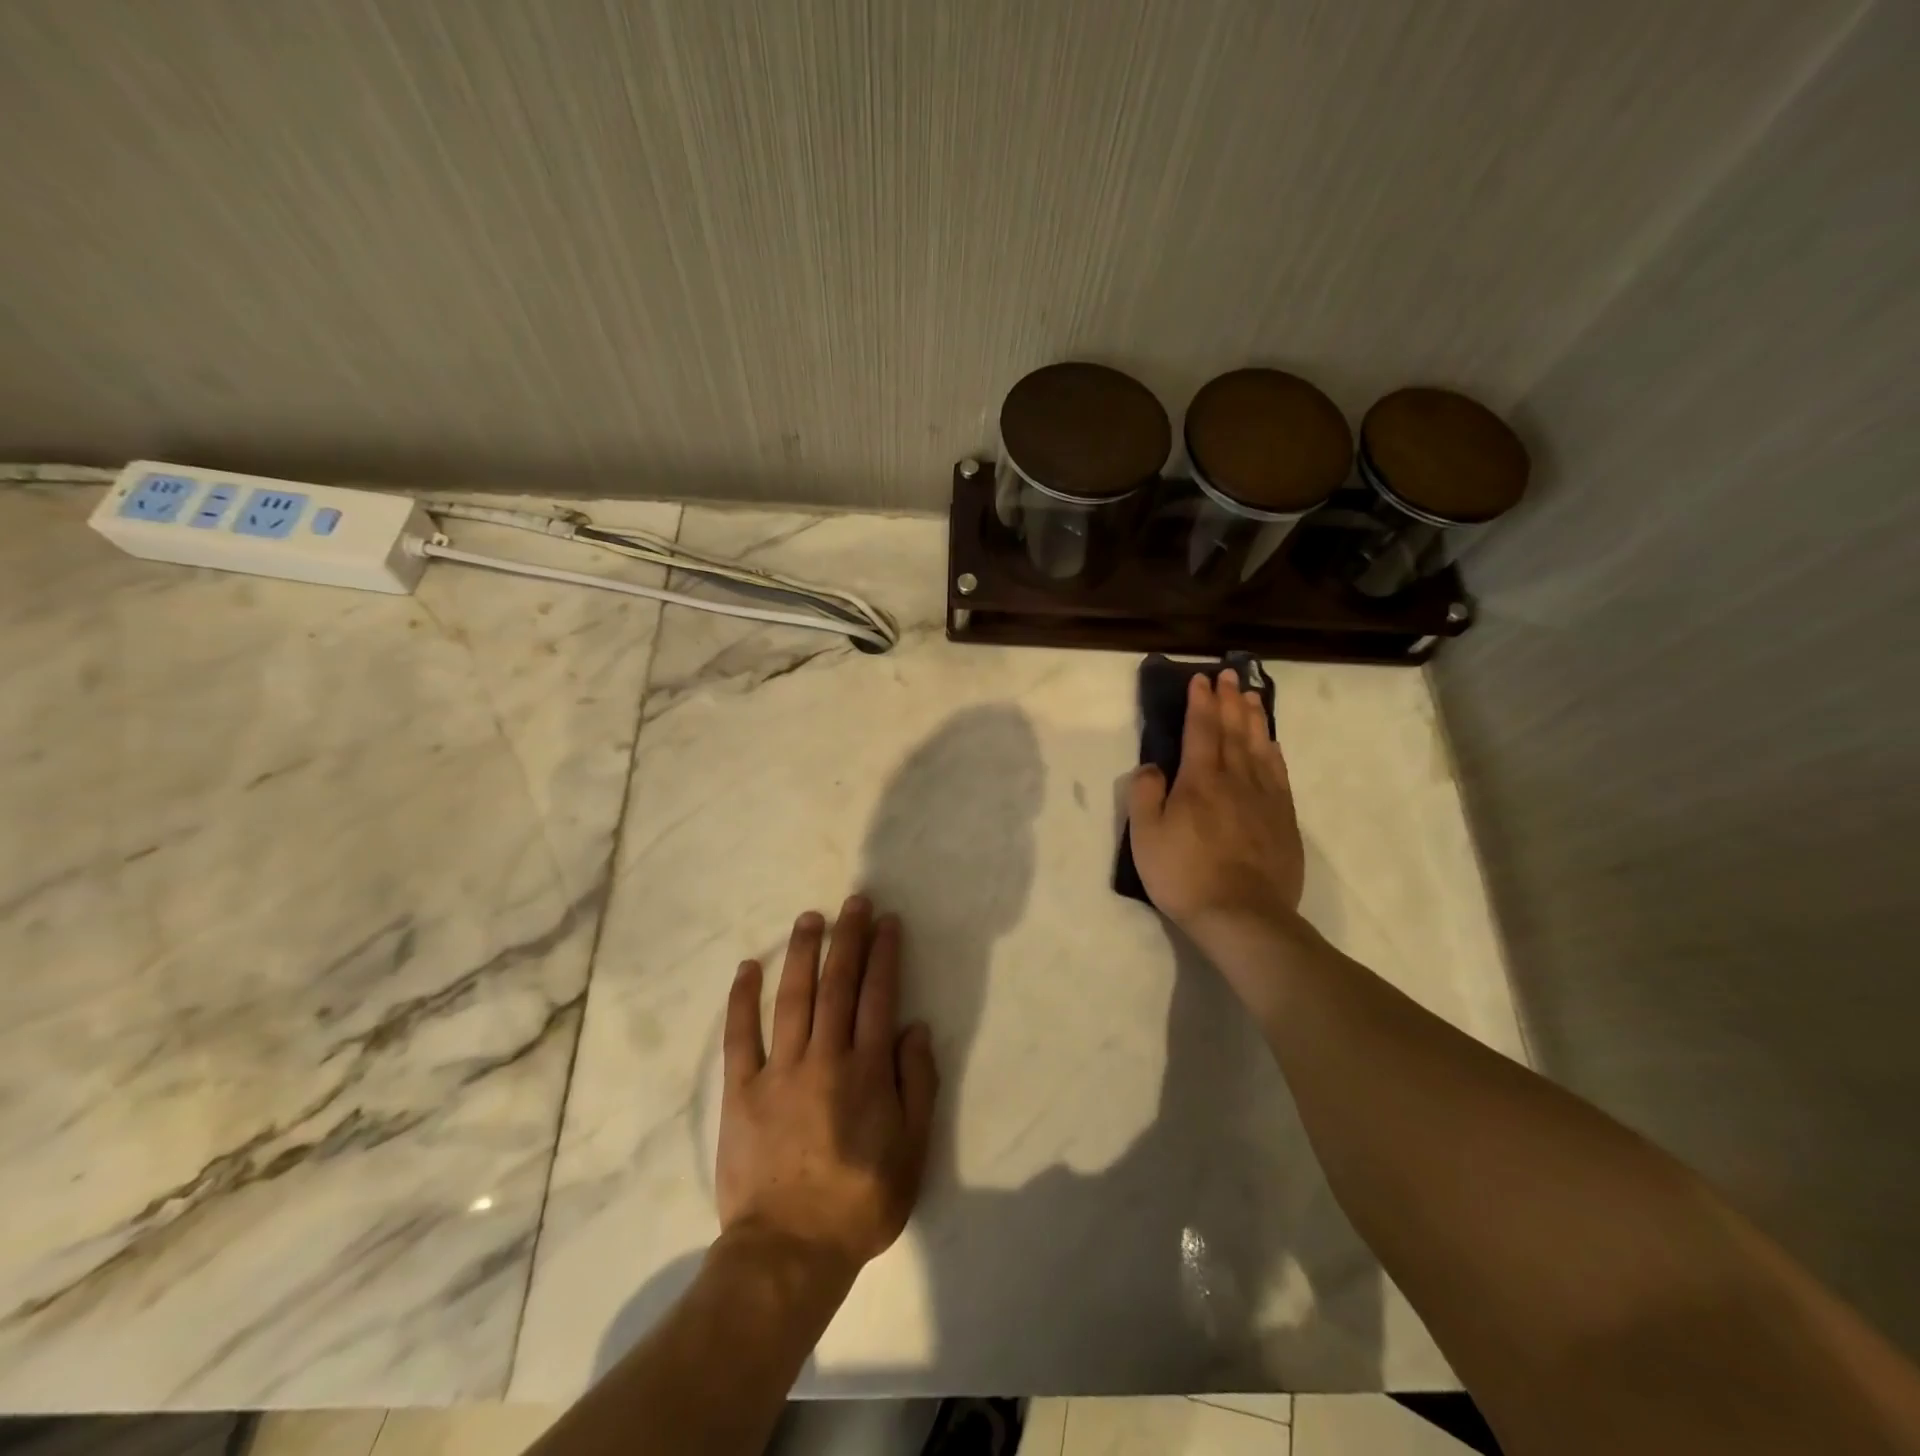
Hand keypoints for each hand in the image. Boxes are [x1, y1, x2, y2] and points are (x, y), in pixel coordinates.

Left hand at [716, 897, 938, 1282]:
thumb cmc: (860, 1201)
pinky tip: (747, 967)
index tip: (887, 921)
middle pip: (838, 984)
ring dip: (802, 953)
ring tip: (810, 918)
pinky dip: (743, 999)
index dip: (885, 953)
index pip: (879, 995)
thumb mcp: (912, 1150)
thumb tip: (914, 1027)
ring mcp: (779, 1070)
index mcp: (867, 1070)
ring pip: (793, 997)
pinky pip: (740, 1035)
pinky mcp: (741, 1090)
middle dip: (848, 938)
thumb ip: (918, 1084)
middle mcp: (825, 1057)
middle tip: (853, 902)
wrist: (789, 1252)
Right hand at [1127, 668, 1305, 939]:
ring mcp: (1265, 798)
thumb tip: (1152, 766)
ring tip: (1252, 695)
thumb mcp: (1145, 836)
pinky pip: (1279, 773)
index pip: (1201, 730)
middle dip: (1229, 700)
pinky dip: (1273, 751)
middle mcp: (1236, 779)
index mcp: (1200, 780)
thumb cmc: (1184, 875)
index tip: (1201, 680)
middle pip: (1233, 731)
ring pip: (1260, 746)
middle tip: (1229, 675)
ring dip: (1254, 718)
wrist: (1242, 916)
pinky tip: (1271, 743)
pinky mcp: (1283, 819)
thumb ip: (1145, 794)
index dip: (1200, 703)